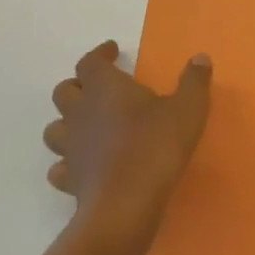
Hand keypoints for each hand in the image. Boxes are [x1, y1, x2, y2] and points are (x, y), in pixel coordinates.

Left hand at [43, 41, 211, 238]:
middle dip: (79, 85)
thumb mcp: (189, 108)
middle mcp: (81, 113)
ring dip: (67, 122)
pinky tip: (84, 163)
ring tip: (88, 124)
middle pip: (64, 91)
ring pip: (54, 128)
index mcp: (105, 88)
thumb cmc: (157, 145)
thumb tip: (199, 58)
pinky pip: (60, 166)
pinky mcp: (70, 179)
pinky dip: (68, 161)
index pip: (90, 62)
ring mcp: (71, 148)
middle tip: (99, 87)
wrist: (126, 203)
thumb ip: (194, 81)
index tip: (113, 51)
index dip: (100, 54)